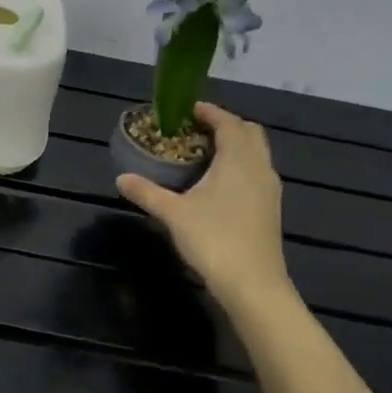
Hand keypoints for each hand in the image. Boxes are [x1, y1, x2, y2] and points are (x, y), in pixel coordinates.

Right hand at [115, 103, 288, 306]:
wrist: (252, 283)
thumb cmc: (213, 239)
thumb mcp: (173, 213)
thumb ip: (147, 192)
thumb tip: (121, 178)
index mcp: (239, 160)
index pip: (229, 122)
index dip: (209, 112)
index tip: (187, 109)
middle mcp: (260, 167)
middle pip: (249, 133)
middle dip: (225, 125)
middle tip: (195, 130)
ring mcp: (269, 189)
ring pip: (255, 154)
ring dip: (234, 146)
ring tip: (202, 153)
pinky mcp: (270, 208)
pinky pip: (256, 172)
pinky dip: (239, 165)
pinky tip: (216, 183)